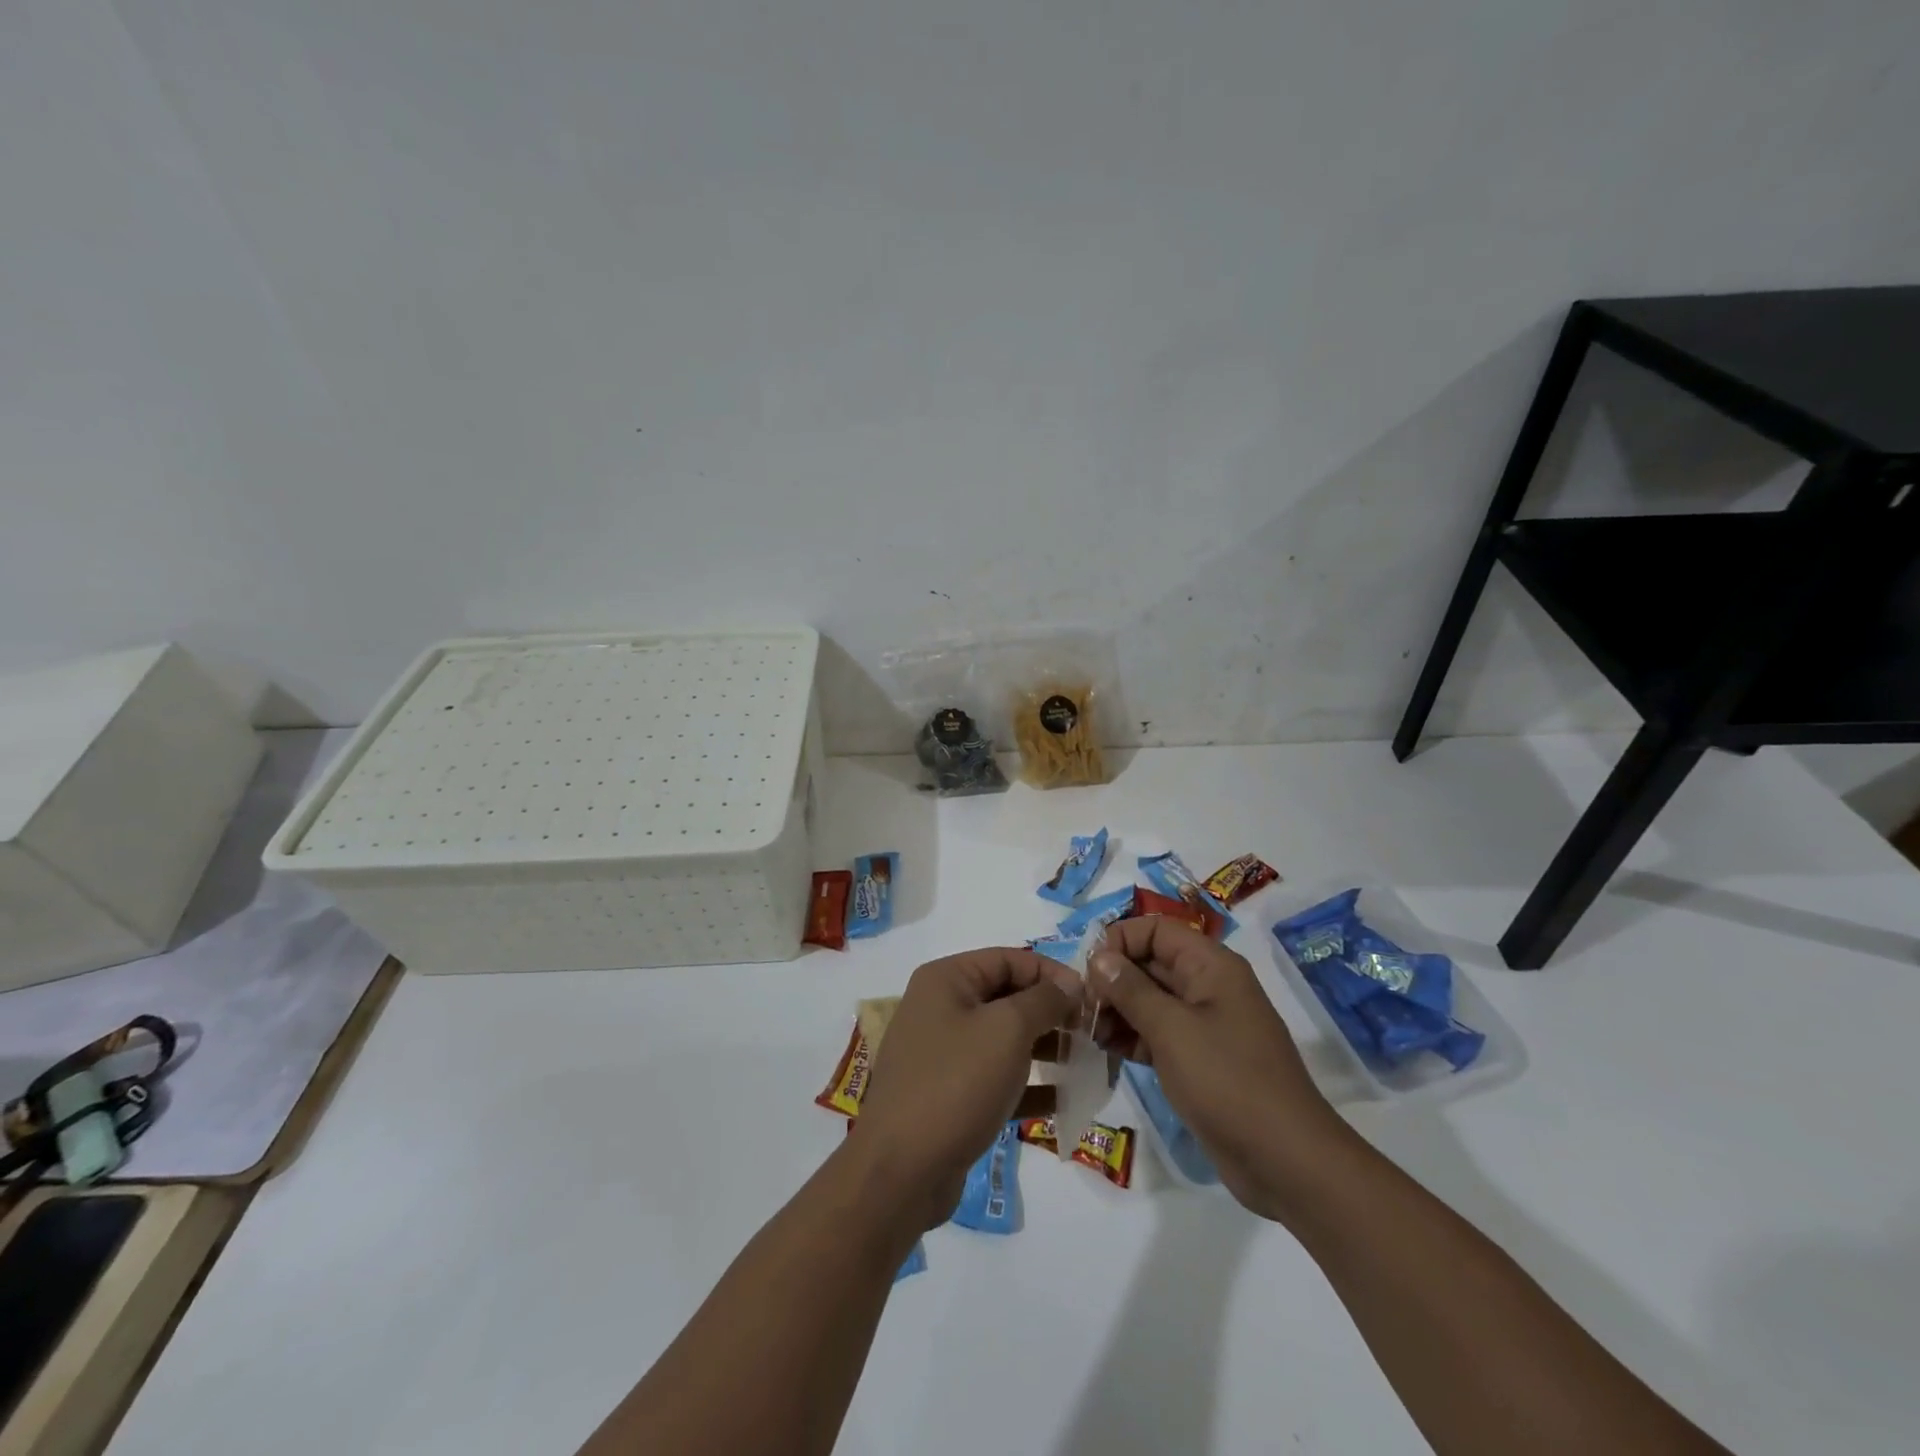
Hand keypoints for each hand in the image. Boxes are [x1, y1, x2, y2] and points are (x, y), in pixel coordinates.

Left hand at [850, 948, 1078, 1229]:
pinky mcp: (949, 1095)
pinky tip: (1063, 1100)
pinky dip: (1027, 1084)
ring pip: (1004, 1039)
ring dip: (1044, 1048)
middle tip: (1090, 1033)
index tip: (1090, 998)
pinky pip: (996, 1078)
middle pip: (1006, 997)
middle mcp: (941, 1008)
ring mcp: (943, 1053)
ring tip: (1083, 1063)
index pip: (1008, 959)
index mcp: (946, 979)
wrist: (901, 1170)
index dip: (1051, 973)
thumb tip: (1070, 984)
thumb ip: (1044, 1000)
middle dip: (1050, 1012)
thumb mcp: (1007, 1030)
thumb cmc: (956, 1083)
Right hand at [1089, 917, 1345, 1220]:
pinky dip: (1131, 1036)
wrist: (1285, 1161)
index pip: (1157, 929)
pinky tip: (1105, 1049)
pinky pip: (1158, 1033)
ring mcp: (1205, 1025)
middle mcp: (1209, 986)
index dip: (1120, 940)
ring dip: (1117, 1009)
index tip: (1089, 971)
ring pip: (1150, 1000)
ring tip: (1088, 1031)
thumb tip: (1099, 957)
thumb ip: (1131, 989)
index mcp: (1211, 966)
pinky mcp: (1199, 1059)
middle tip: (1080, 1007)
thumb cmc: (1227, 1081)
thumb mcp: (1172, 1030)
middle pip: (1151, 963)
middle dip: (1113, 978)